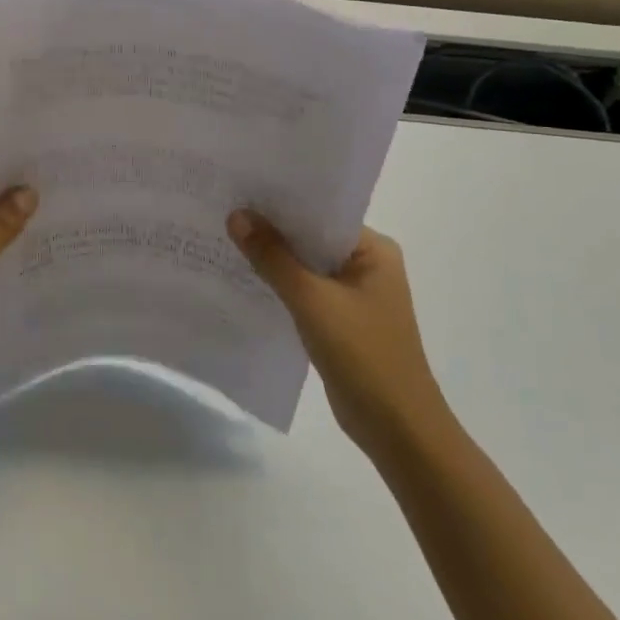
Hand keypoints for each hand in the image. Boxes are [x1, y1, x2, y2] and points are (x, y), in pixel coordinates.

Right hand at [228, 211, 449, 459]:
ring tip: (223, 237)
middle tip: (222, 208)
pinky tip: (242, 278)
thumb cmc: (363, 355)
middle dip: (271, 228)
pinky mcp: (339, 320)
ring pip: (304, 265)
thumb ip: (273, 257)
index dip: (280, 202)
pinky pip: (303, 291)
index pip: (321, 213)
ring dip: (271, 258)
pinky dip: (277, 284)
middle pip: (310, 237)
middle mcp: (366, 265)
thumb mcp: (312, 301)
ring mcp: (353, 294)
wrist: (397, 430)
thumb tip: (237, 215)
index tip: (239, 189)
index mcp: (373, 250)